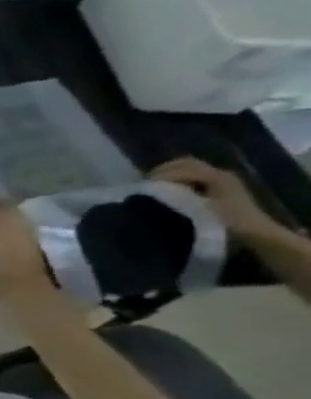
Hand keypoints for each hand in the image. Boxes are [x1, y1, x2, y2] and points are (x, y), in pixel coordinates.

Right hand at [153, 157, 281, 242]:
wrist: (258, 235)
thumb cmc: (228, 225)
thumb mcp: (202, 211)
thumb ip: (177, 198)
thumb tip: (150, 192)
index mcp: (216, 177)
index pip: (181, 169)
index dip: (159, 176)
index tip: (140, 187)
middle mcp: (220, 173)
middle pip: (184, 163)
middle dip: (161, 171)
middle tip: (142, 184)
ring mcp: (222, 179)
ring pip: (188, 168)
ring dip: (168, 174)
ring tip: (151, 187)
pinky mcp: (220, 187)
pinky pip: (194, 176)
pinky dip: (177, 179)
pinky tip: (167, 190)